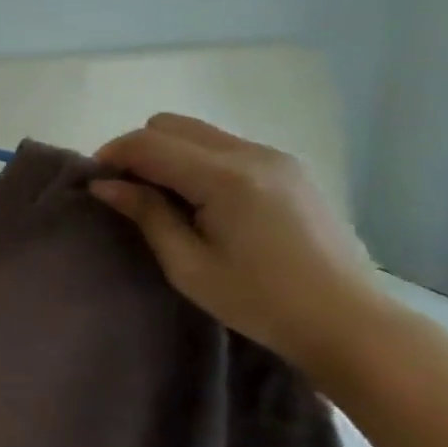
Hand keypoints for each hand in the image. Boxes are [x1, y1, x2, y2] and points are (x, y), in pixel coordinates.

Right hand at [90, 115, 390, 375]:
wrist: (350, 321)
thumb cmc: (259, 301)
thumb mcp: (188, 265)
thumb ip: (147, 215)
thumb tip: (105, 185)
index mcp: (224, 178)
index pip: (148, 143)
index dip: (112, 156)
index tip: (97, 185)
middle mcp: (252, 154)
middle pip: (171, 125)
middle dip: (139, 151)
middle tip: (130, 193)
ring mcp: (277, 158)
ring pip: (199, 133)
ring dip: (169, 156)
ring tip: (166, 202)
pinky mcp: (290, 170)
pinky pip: (226, 147)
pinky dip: (198, 162)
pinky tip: (203, 204)